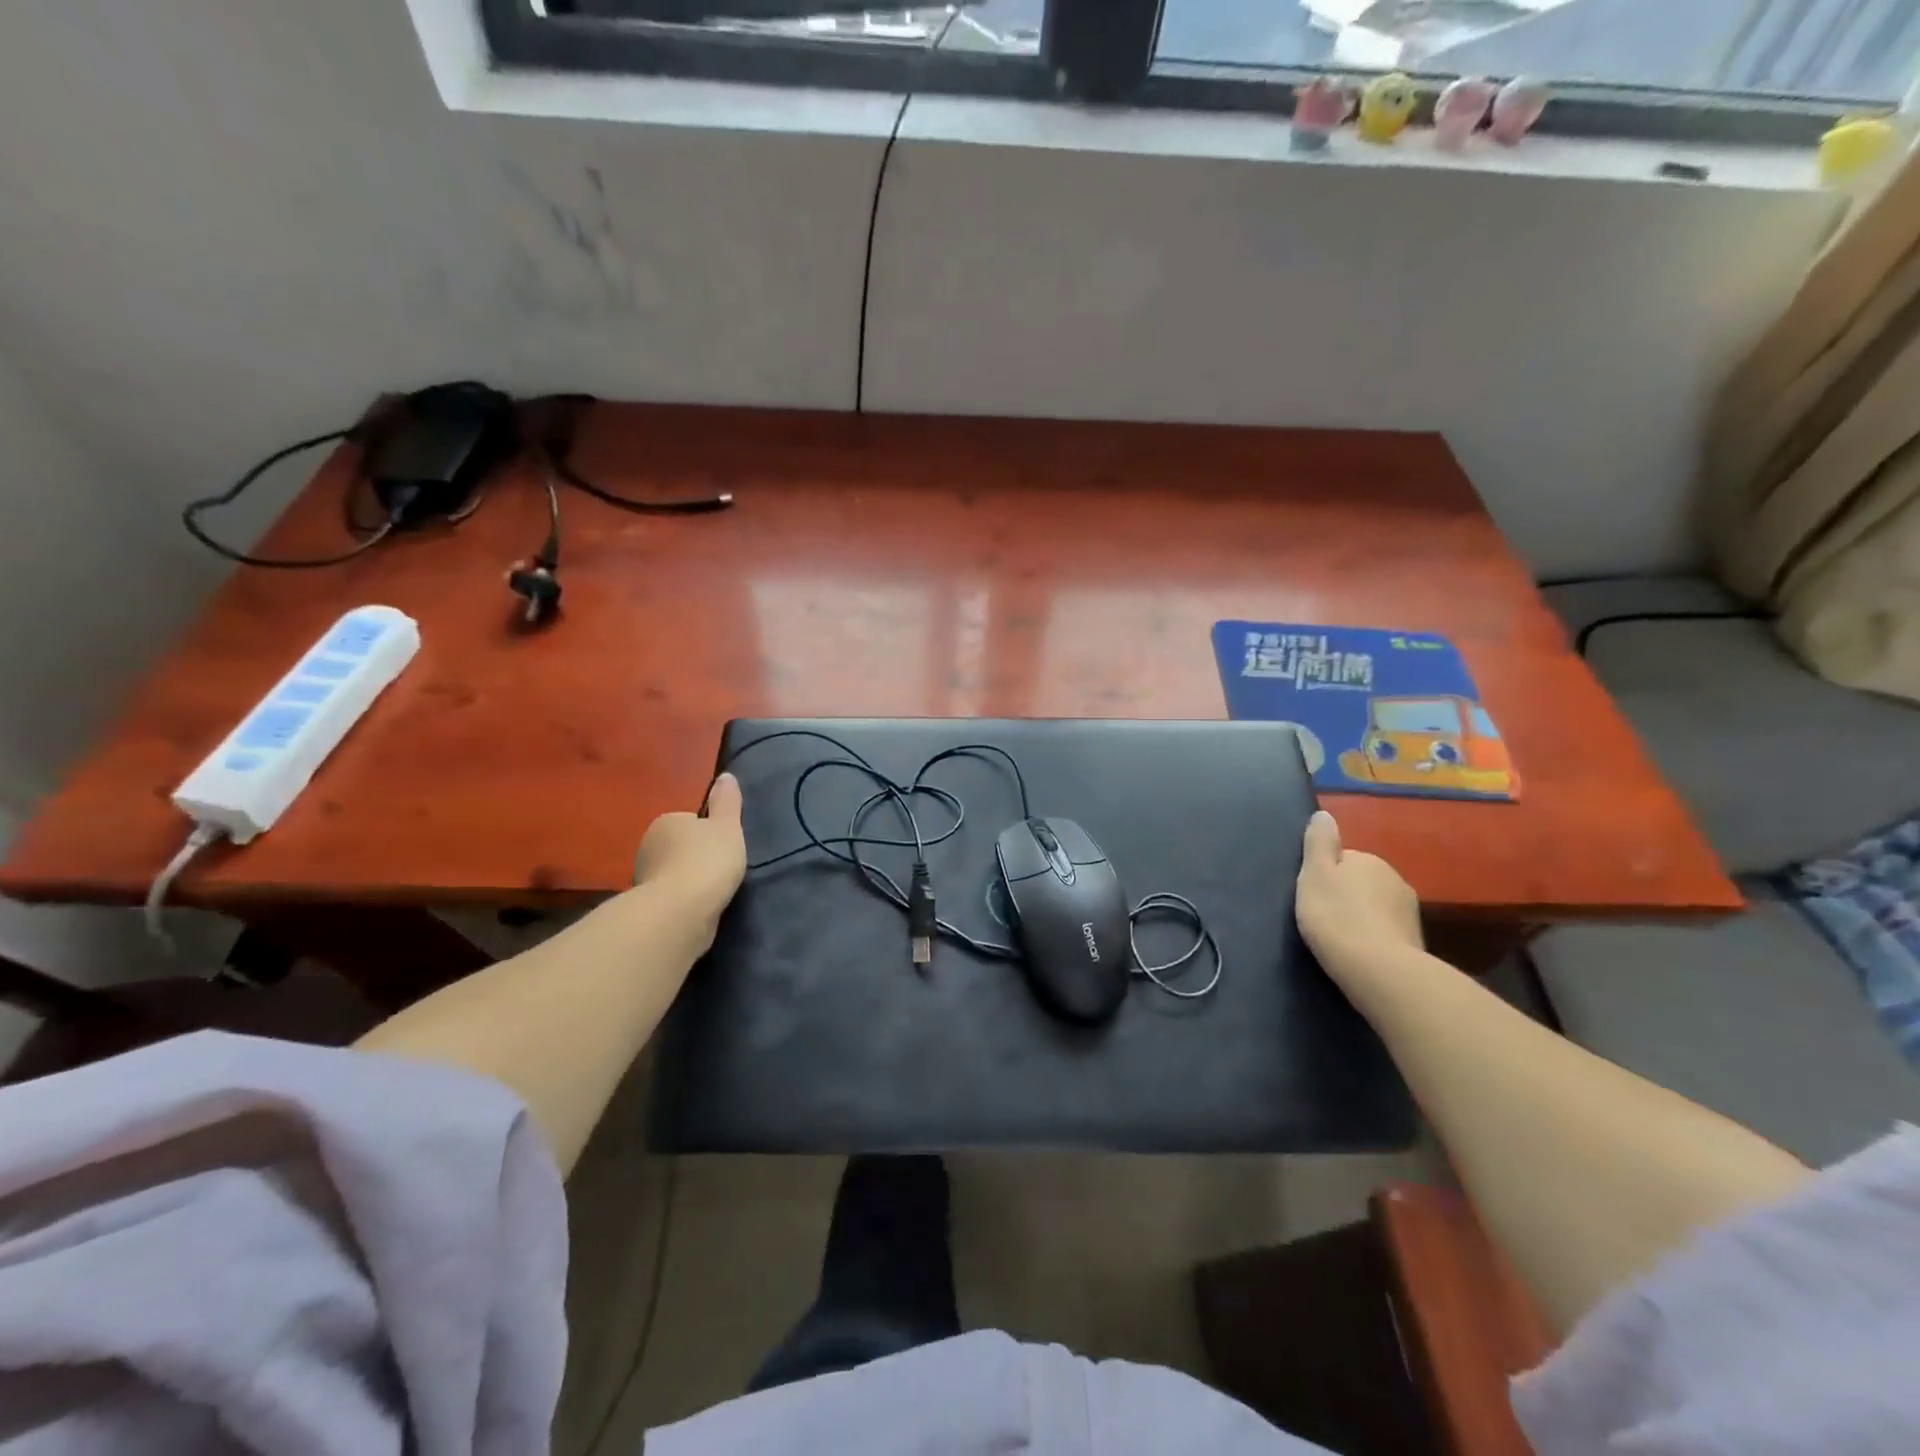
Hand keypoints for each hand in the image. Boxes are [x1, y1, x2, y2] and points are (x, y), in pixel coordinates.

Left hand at [632, 773, 747, 928]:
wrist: (680, 912)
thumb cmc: (706, 861)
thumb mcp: (727, 826)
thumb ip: (727, 801)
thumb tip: (725, 776)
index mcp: (665, 822)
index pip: (689, 821)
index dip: (709, 832)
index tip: (723, 847)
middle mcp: (647, 846)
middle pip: (679, 847)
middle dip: (696, 856)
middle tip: (721, 869)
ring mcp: (643, 878)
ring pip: (673, 872)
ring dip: (689, 880)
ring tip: (713, 891)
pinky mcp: (647, 906)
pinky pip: (671, 896)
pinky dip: (683, 900)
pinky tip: (699, 907)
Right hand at [1296, 810, 1422, 981]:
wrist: (1378, 968)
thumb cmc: (1335, 915)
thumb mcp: (1314, 873)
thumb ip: (1318, 842)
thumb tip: (1324, 814)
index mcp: (1367, 859)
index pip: (1342, 860)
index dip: (1325, 877)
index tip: (1312, 897)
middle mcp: (1394, 878)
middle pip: (1361, 882)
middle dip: (1346, 896)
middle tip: (1324, 919)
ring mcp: (1409, 911)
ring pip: (1376, 907)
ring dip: (1362, 917)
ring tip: (1341, 940)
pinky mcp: (1415, 941)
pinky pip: (1387, 931)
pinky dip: (1375, 938)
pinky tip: (1360, 954)